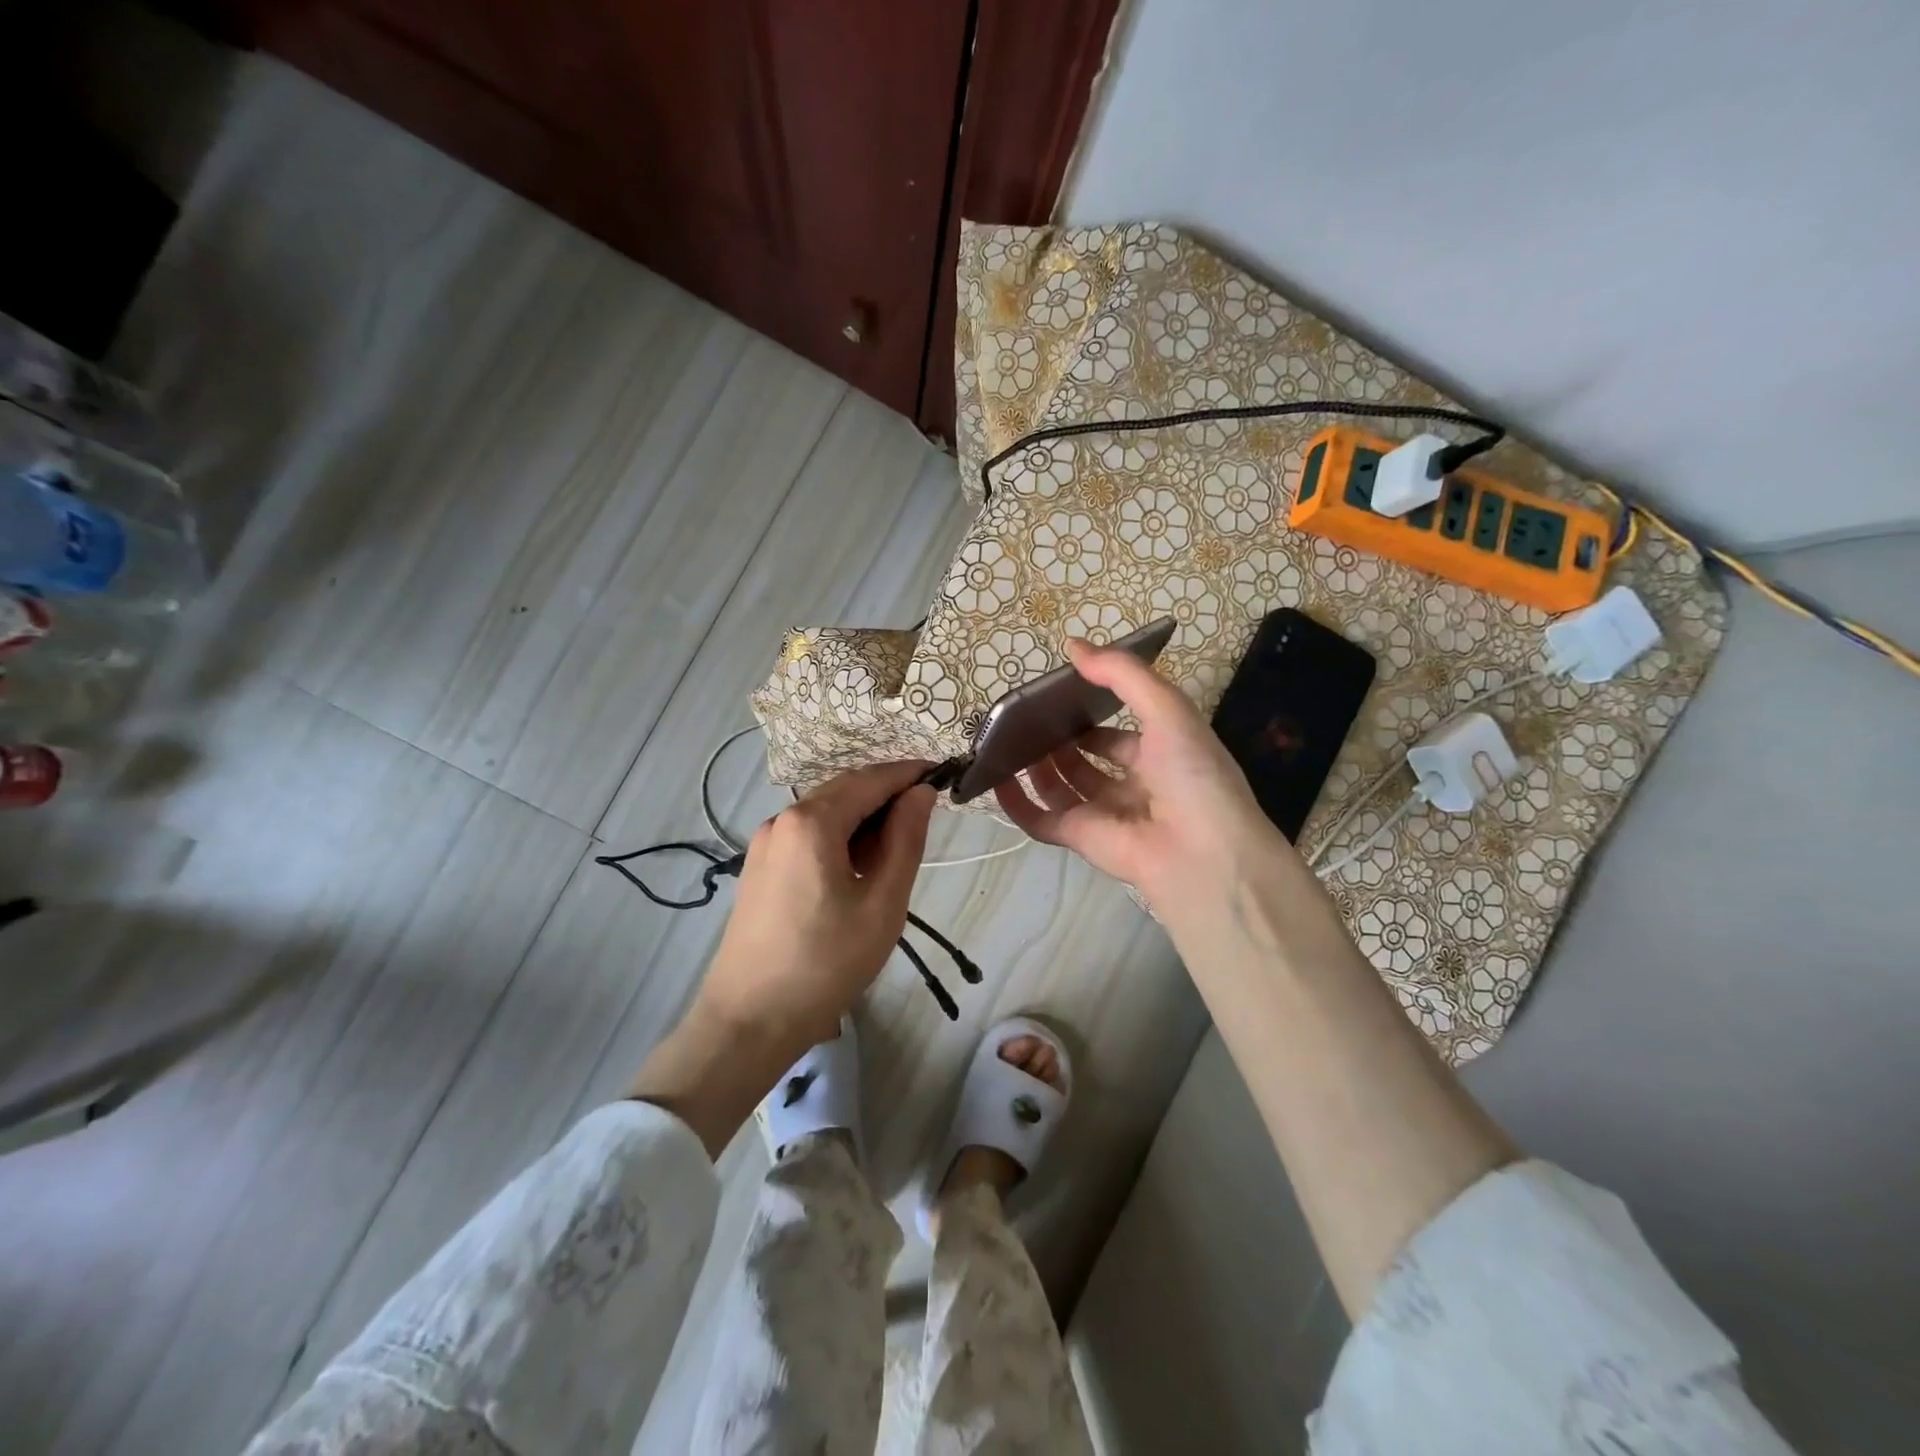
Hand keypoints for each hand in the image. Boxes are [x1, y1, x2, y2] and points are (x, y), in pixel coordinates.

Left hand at [699, 759, 935, 1049]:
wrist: (750, 1021)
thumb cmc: (826, 963)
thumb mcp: (882, 903)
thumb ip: (906, 839)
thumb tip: (920, 793)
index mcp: (811, 821)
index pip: (871, 779)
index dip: (909, 774)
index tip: (943, 776)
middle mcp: (781, 819)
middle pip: (845, 790)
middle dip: (887, 797)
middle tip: (925, 821)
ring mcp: (764, 843)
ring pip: (825, 813)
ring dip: (863, 820)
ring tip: (894, 854)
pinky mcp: (758, 866)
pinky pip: (806, 835)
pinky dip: (839, 838)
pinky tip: (856, 870)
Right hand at [993, 638, 1291, 915]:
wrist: (1203, 853)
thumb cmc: (1192, 774)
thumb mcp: (1167, 708)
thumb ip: (1122, 674)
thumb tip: (1073, 645)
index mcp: (1160, 755)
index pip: (1117, 735)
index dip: (1090, 715)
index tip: (1058, 696)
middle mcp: (1131, 785)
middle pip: (1085, 761)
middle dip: (1058, 740)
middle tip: (1025, 717)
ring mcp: (1104, 814)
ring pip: (1061, 788)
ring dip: (1036, 766)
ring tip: (1007, 739)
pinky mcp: (1080, 838)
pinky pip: (1041, 821)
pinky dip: (1017, 804)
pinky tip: (996, 780)